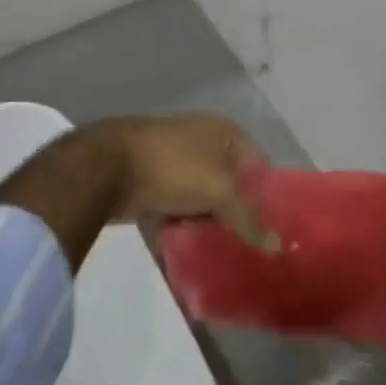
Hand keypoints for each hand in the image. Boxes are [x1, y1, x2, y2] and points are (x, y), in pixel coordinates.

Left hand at [104, 115, 276, 250]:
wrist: (108, 166)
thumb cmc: (173, 167)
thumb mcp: (219, 191)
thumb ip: (248, 219)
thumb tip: (277, 247)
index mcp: (225, 132)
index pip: (259, 165)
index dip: (268, 196)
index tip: (275, 230)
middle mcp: (204, 141)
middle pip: (232, 183)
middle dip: (239, 212)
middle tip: (252, 247)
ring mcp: (177, 160)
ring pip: (205, 197)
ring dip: (211, 221)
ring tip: (227, 252)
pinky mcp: (155, 181)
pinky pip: (180, 206)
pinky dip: (186, 223)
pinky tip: (195, 246)